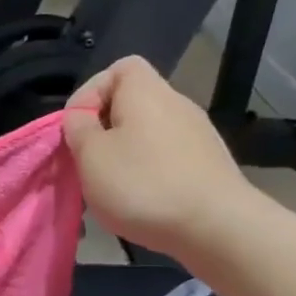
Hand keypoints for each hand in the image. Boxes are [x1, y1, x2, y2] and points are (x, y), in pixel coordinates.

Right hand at [63, 56, 263, 258]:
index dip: (90, 92)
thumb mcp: (90, 155)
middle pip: (131, 103)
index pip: (118, 68)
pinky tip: (142, 201)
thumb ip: (78, 128)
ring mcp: (197, 134)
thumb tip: (82, 117)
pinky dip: (148, 172)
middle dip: (104, 130)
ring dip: (124, 154)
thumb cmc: (143, 184)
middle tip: (88, 161)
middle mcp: (176, 104)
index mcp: (146, 92)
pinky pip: (166, 156)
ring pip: (146, 133)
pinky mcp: (207, 163)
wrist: (217, 226)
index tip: (78, 127)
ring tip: (111, 187)